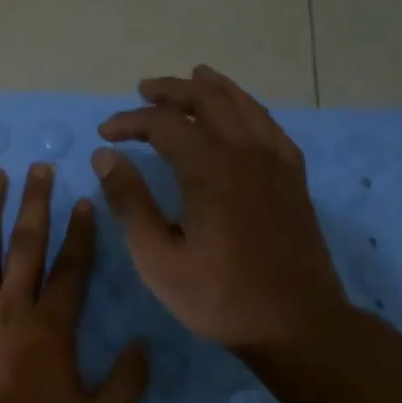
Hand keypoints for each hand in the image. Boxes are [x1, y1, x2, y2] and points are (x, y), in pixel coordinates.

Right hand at [91, 64, 348, 354]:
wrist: (296, 324)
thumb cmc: (219, 297)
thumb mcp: (158, 258)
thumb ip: (130, 202)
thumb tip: (106, 156)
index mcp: (210, 169)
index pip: (164, 124)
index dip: (130, 122)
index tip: (105, 134)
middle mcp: (246, 152)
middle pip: (207, 99)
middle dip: (171, 90)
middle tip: (143, 90)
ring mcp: (276, 163)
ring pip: (243, 105)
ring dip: (212, 89)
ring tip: (191, 78)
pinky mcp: (294, 178)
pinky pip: (269, 126)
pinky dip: (248, 109)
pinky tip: (240, 114)